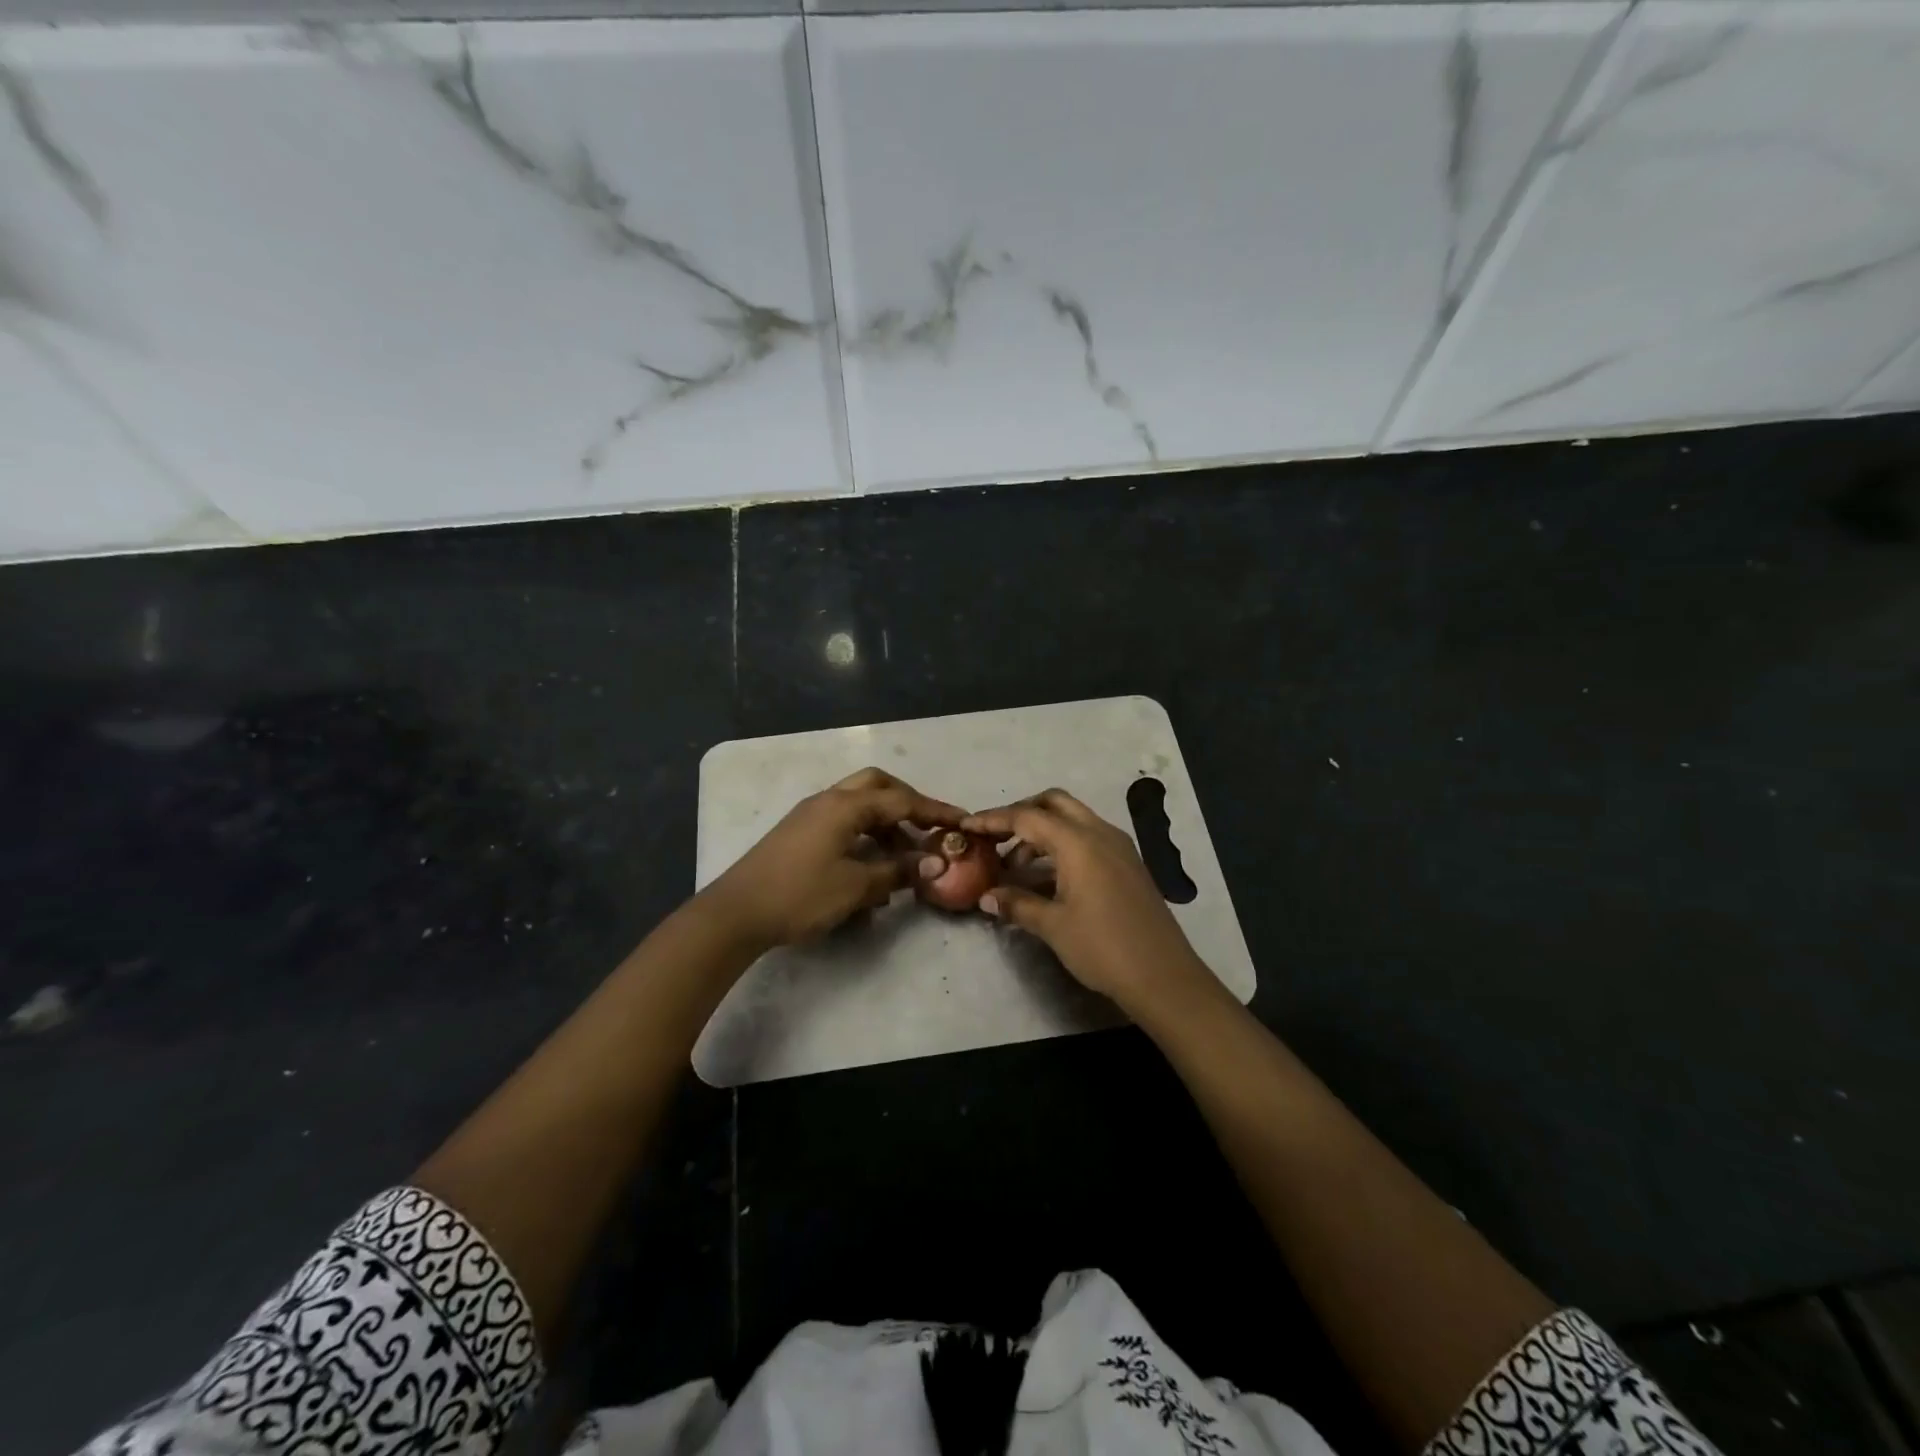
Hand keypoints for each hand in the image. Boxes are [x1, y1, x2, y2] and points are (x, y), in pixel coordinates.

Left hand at [701, 768, 964, 952]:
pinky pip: (843, 820)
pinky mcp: (799, 832)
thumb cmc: (800, 895)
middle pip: (878, 785)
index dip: (935, 811)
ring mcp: (810, 814)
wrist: (736, 913)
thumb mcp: (856, 887)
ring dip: (886, 821)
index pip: (902, 800)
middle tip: (928, 828)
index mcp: (845, 806)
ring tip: (903, 855)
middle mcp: (829, 800)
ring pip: (859, 803)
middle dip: (908, 803)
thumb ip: (897, 871)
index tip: (963, 820)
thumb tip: (934, 863)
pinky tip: (870, 865)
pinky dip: (864, 833)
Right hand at [963, 789, 1220, 1018]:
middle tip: (995, 837)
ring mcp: (1118, 847)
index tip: (966, 825)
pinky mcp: (1127, 863)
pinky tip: (1046, 878)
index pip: (1027, 817)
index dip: (993, 819)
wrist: (1164, 977)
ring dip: (1041, 832)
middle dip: (1021, 813)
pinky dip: (1062, 846)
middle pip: (1053, 803)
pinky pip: (1087, 838)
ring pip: (1072, 819)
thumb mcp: (1053, 926)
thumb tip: (986, 897)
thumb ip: (1017, 904)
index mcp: (1078, 842)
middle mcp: (1100, 833)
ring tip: (1015, 867)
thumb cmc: (1103, 948)